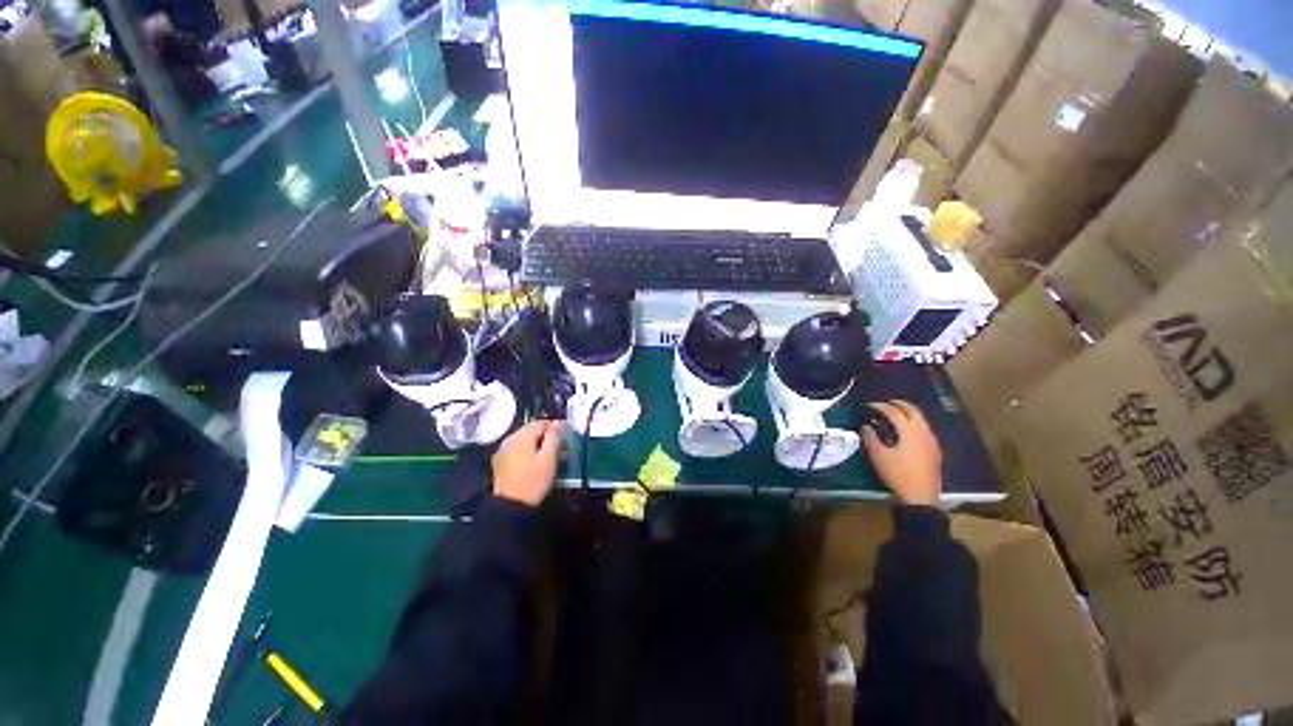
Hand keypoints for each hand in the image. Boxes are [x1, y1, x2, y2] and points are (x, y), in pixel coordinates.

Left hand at [491, 420, 563, 506]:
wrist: (510, 507)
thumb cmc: (533, 481)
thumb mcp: (549, 458)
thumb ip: (554, 437)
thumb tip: (558, 422)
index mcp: (522, 436)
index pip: (542, 422)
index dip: (555, 427)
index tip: (565, 438)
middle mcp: (510, 439)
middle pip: (531, 430)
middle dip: (545, 436)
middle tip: (559, 448)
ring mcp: (503, 451)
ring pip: (524, 440)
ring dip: (536, 444)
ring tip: (547, 457)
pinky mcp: (500, 462)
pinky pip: (517, 450)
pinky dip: (526, 452)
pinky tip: (533, 463)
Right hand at [862, 400, 941, 506]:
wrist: (920, 497)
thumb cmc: (897, 474)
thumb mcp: (878, 456)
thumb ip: (870, 438)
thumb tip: (866, 427)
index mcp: (910, 431)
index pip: (894, 412)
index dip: (880, 406)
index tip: (869, 405)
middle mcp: (924, 432)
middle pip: (913, 411)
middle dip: (898, 404)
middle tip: (885, 403)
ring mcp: (932, 441)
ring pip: (921, 420)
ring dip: (907, 413)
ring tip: (895, 415)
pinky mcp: (934, 451)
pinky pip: (924, 429)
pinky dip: (914, 424)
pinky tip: (906, 432)